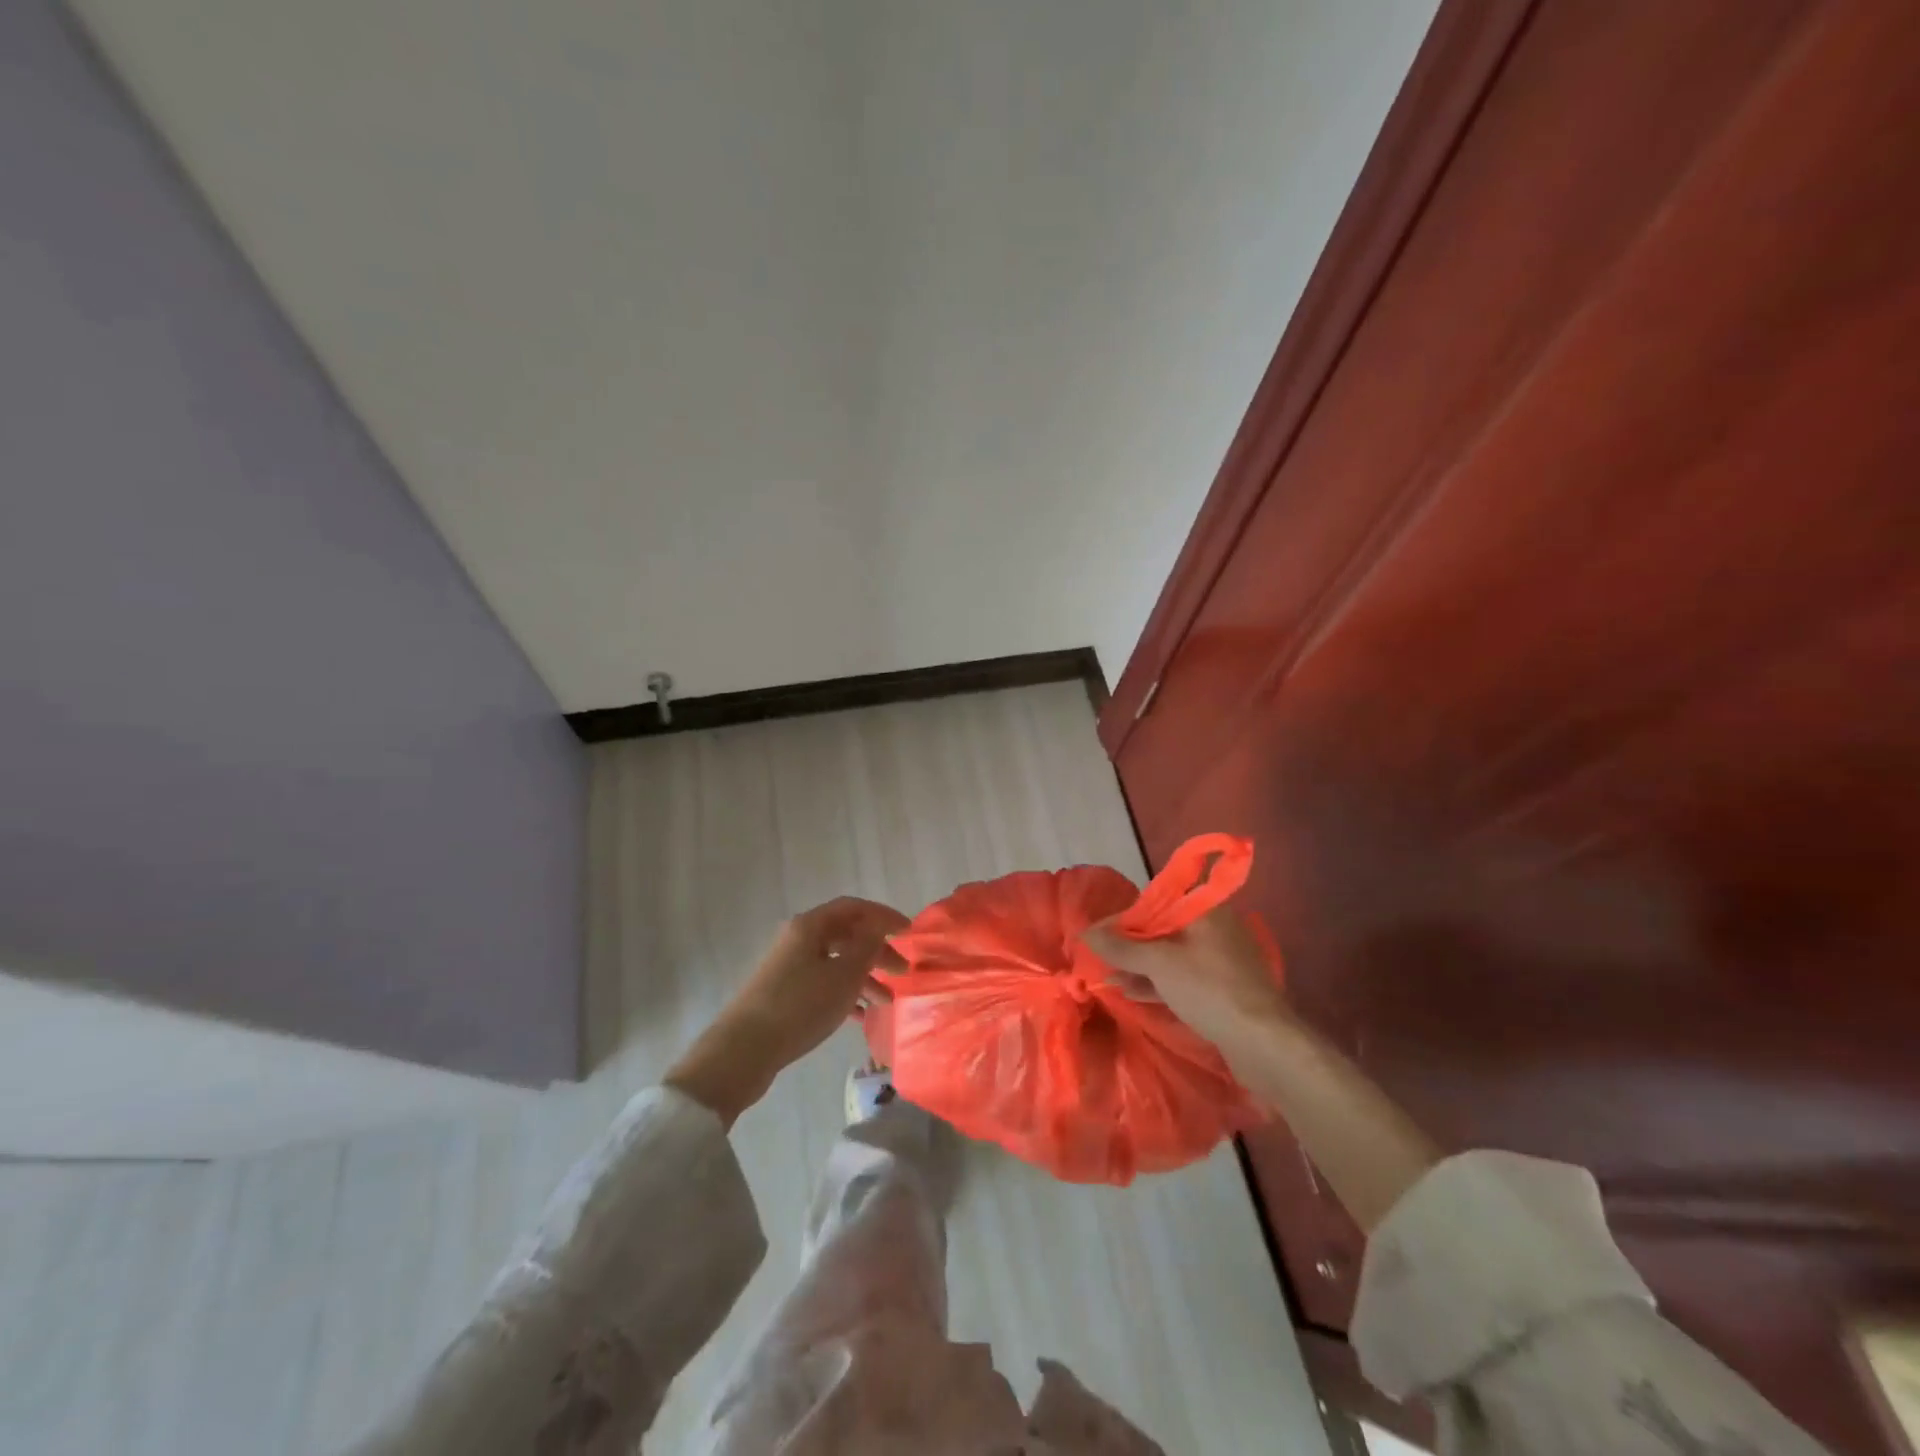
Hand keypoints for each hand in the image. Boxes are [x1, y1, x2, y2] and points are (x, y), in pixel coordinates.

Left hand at [667, 897, 906, 1124]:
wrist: (743, 1050)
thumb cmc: (800, 1006)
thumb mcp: (843, 975)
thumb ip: (866, 946)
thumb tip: (879, 925)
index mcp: (810, 926)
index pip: (854, 908)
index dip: (884, 916)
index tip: (910, 932)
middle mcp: (798, 939)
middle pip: (845, 935)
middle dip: (877, 950)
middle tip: (903, 972)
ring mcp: (789, 967)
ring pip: (835, 962)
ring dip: (863, 976)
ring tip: (886, 1001)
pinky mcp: (783, 993)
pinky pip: (822, 984)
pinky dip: (844, 994)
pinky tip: (860, 1016)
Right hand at [1081, 904, 1287, 1051]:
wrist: (1263, 1043)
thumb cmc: (1208, 989)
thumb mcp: (1159, 963)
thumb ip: (1121, 947)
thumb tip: (1086, 933)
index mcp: (1205, 911)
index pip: (1154, 903)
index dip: (1122, 920)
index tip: (1097, 937)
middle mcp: (1215, 929)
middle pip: (1162, 930)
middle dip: (1129, 946)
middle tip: (1100, 959)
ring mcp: (1221, 961)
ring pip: (1172, 957)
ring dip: (1140, 966)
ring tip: (1109, 978)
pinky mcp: (1223, 990)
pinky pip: (1183, 978)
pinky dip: (1158, 982)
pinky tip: (1131, 992)